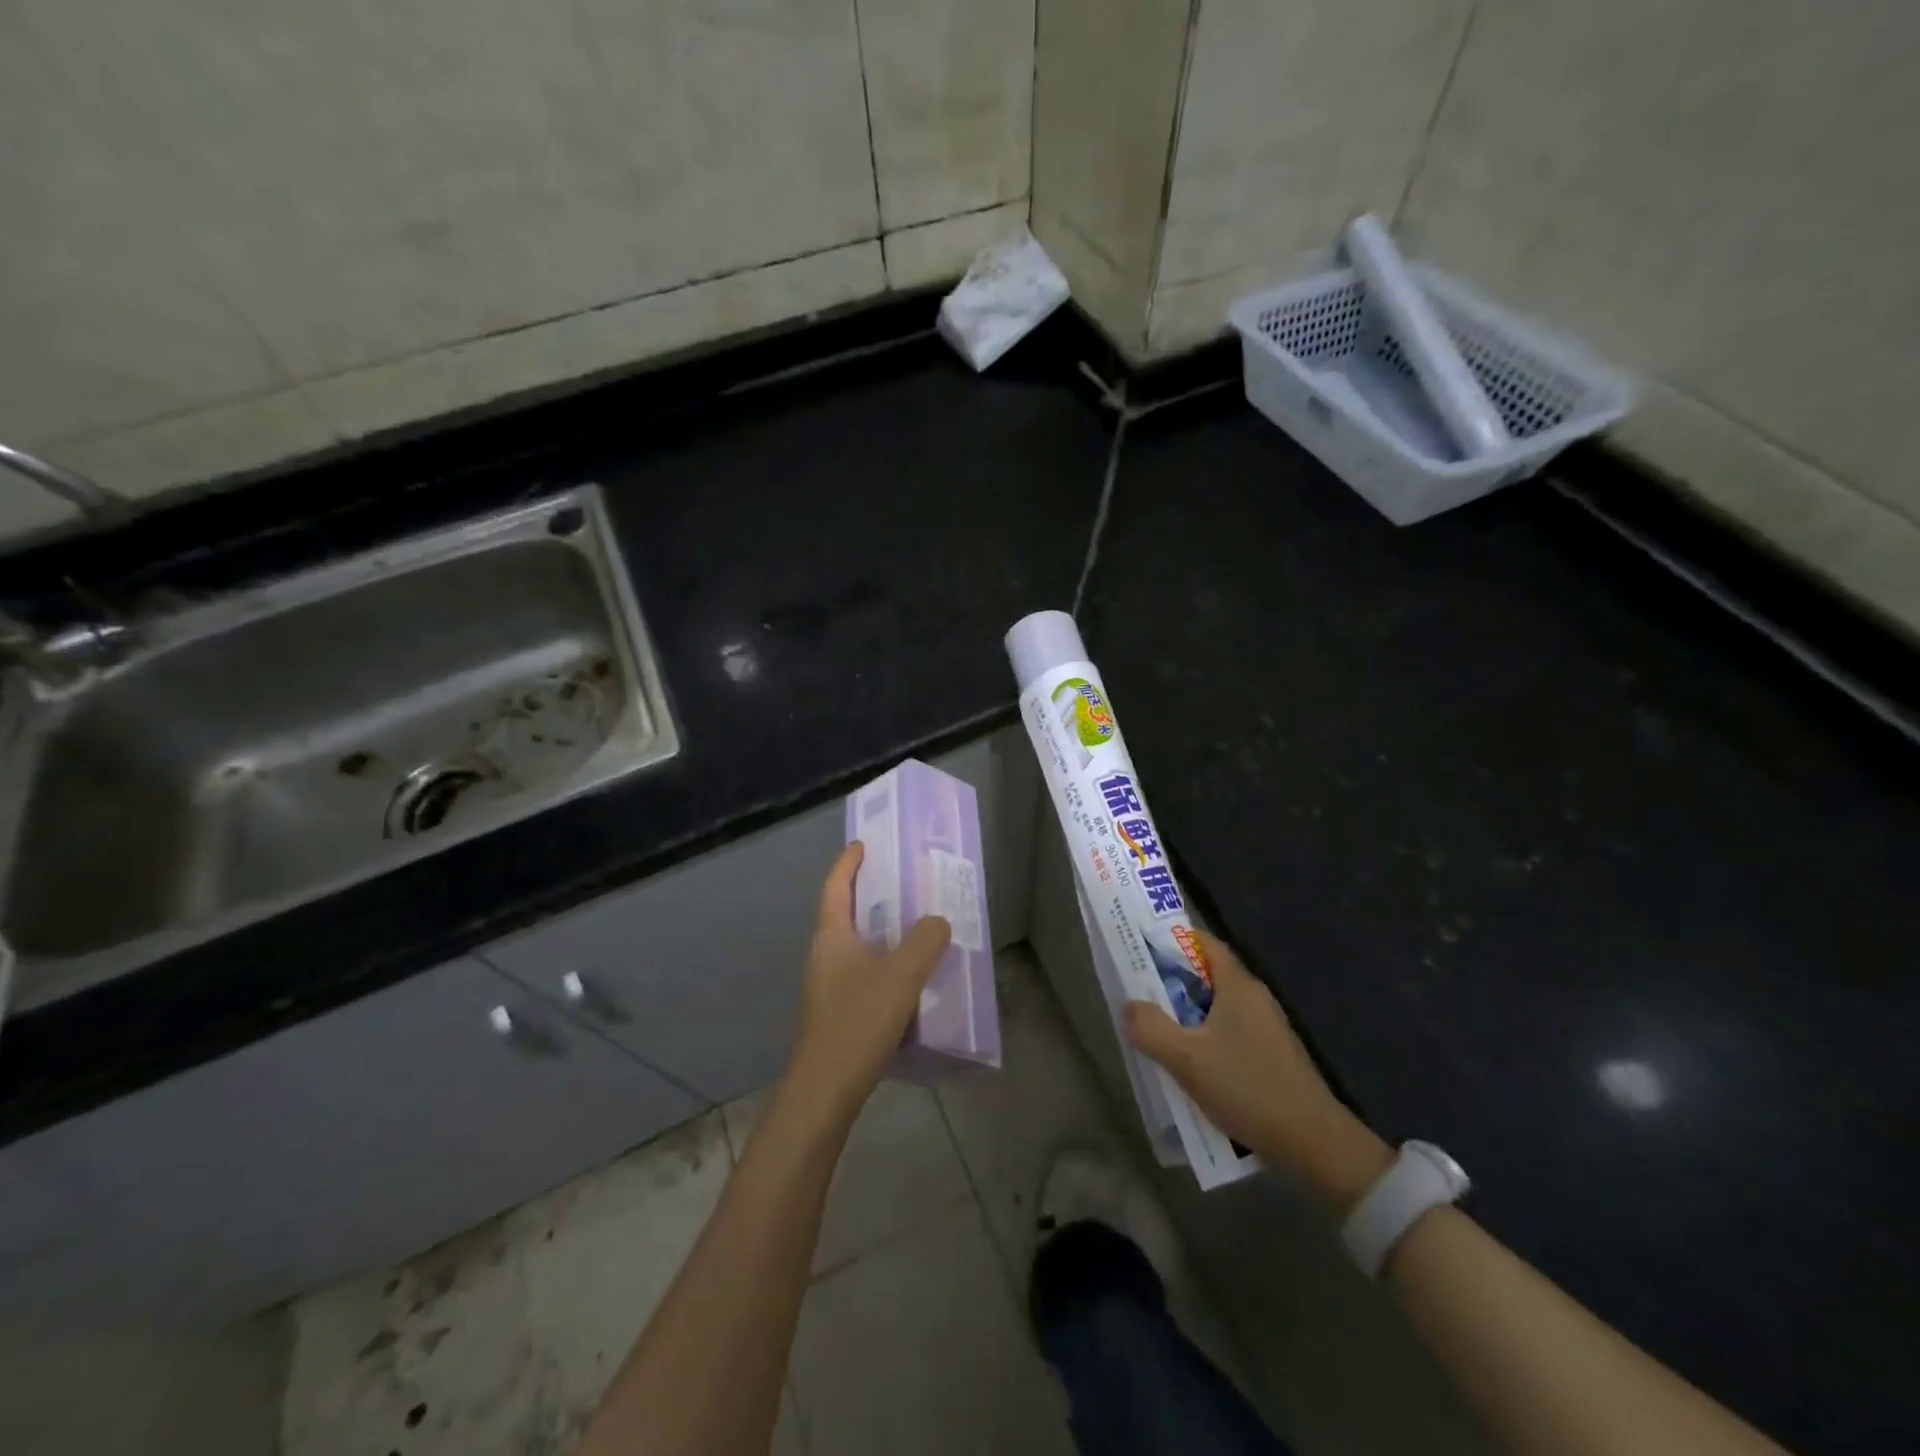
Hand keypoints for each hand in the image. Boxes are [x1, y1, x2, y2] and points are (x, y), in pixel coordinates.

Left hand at [779, 841, 951, 1134]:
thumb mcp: (901, 975)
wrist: (825, 1091)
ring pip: (857, 945)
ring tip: (916, 924)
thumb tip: (938, 921)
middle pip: (845, 912)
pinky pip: (865, 972)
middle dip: (870, 894)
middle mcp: (825, 955)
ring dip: (882, 931)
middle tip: (904, 880)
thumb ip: (925, 941)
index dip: (848, 862)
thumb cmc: (858, 1021)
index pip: (835, 886)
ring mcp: (829, 986)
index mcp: (831, 936)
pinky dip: (886, 962)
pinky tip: (912, 975)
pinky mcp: (839, 1012)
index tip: (864, 843)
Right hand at [1124, 929, 1391, 1211]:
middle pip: (1209, 975)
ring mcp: (1268, 1029)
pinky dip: (1206, 1038)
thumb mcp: (1187, 1059)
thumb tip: (1129, 1006)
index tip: (1143, 945)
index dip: (1174, 939)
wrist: (1315, 1144)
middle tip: (1139, 991)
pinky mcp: (1272, 1056)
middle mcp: (1256, 999)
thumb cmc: (1248, 1088)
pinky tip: (1191, 1064)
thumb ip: (1151, 1028)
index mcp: (1239, 987)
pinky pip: (1230, 1033)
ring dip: (1188, 1013)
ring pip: (1218, 1008)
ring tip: (1157, 1028)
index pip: (1205, 943)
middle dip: (1173, 980)